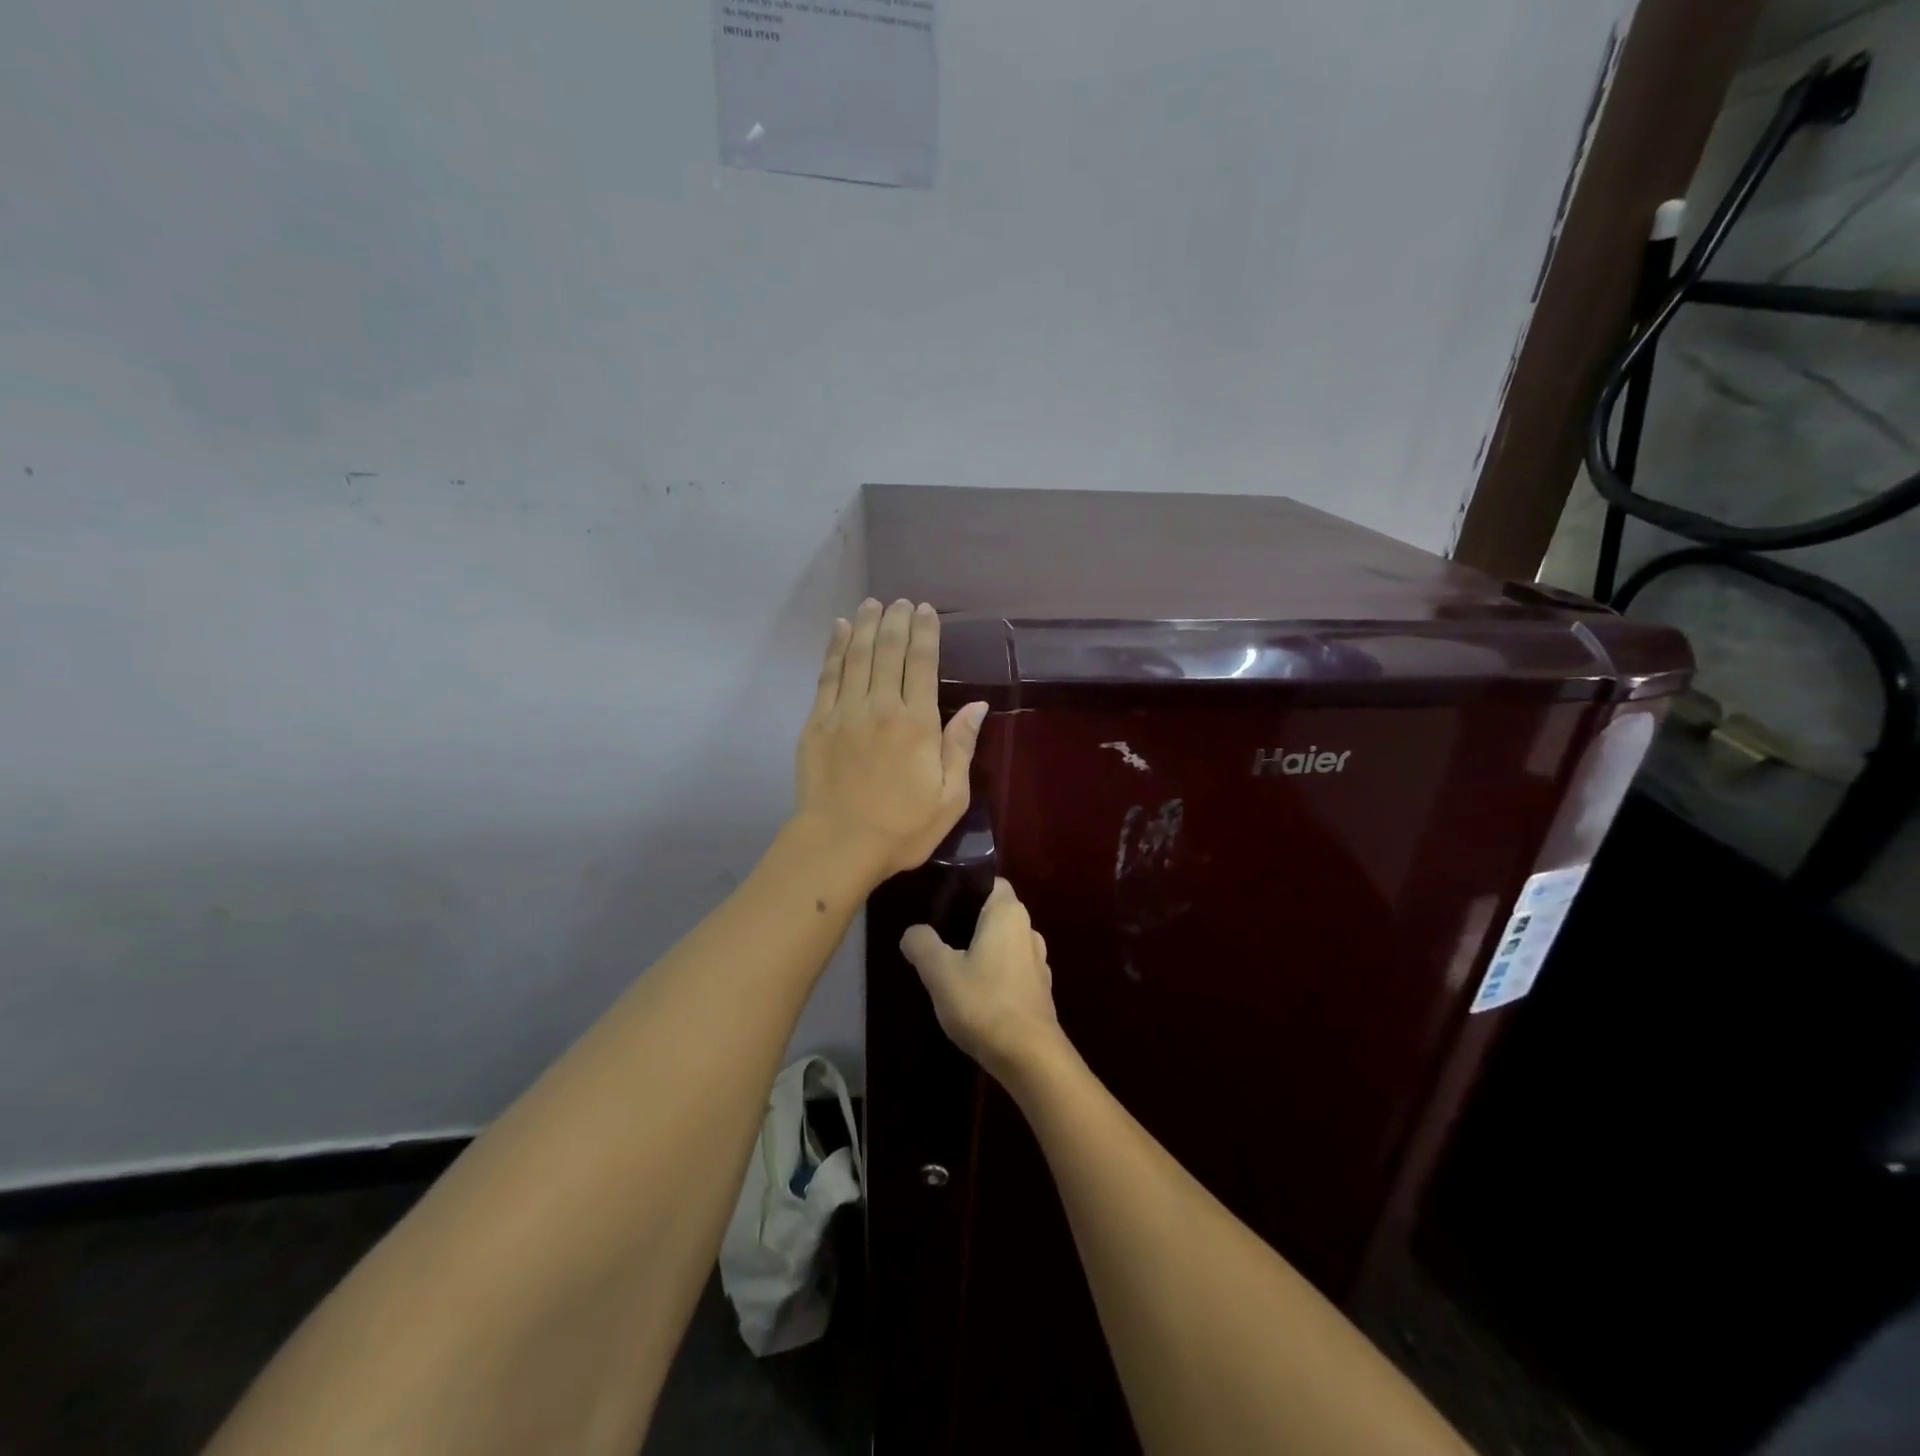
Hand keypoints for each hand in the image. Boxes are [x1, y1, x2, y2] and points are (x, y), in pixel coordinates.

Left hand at [794, 598, 987, 881]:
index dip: (925, 632)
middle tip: (901, 602)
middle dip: (896, 620)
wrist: (838, 846)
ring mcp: (844, 712)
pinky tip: (839, 630)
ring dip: (865, 625)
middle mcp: (881, 707)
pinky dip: (834, 649)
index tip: (926, 610)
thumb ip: (961, 747)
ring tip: (872, 604)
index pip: (923, 663)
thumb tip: (977, 707)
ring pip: (856, 656)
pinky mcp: (816, 722)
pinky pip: (827, 675)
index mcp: (917, 723)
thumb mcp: (949, 798)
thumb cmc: (902, 828)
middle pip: (888, 651)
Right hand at [901, 878, 1062, 1081]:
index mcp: (1008, 913)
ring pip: (1003, 944)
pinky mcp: (1040, 990)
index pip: (989, 883)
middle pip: (994, 914)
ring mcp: (1038, 961)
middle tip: (937, 938)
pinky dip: (994, 975)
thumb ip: (922, 944)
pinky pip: (1011, 969)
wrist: (1029, 1057)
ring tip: (952, 968)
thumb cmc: (984, 1002)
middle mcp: (1028, 929)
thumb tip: (913, 932)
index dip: (965, 889)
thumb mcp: (939, 971)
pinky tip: (974, 994)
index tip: (940, 904)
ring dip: (982, 952)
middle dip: (968, 923)